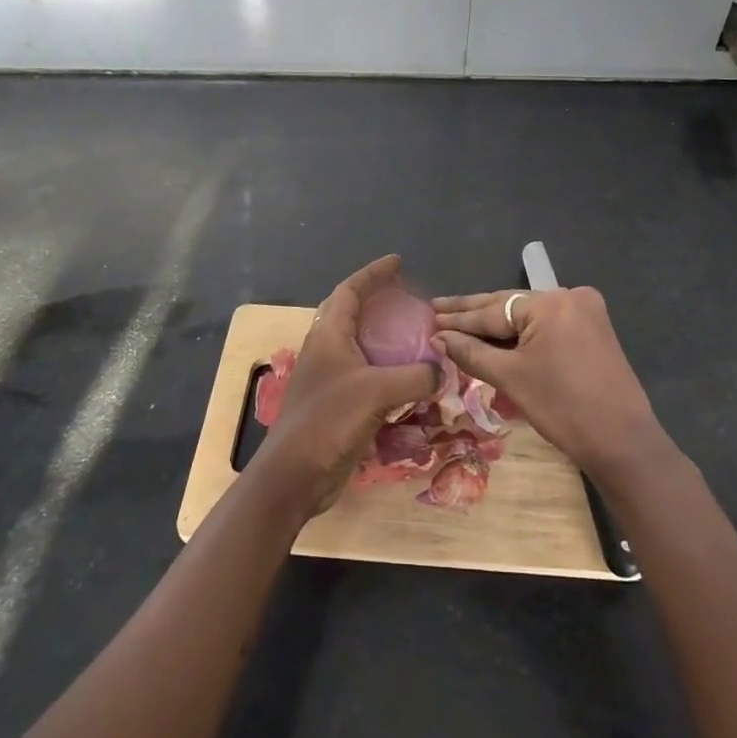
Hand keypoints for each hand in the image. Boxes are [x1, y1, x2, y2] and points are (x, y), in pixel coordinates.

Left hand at [253, 255, 439, 516]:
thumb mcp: (376, 392)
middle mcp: (326, 350)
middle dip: (378, 301)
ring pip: (360, 345)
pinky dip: (388, 370)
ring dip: (384, 336)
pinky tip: (409, 380)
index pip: (350, 291)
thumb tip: (441, 371)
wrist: (295, 475)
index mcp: (328, 335)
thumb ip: (414, 376)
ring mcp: (330, 378)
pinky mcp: (337, 404)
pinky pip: (367, 375)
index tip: (398, 262)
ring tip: (414, 335)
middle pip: (352, 313)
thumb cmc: (328, 422)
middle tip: (408, 298)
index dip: (373, 274)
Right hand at [432, 285, 672, 485]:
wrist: (622, 442)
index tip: (428, 316)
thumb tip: (438, 337)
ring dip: (496, 324)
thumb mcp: (510, 378)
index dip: (458, 318)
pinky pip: (547, 326)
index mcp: (550, 302)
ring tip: (458, 322)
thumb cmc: (562, 408)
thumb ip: (471, 352)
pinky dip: (522, 333)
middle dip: (474, 313)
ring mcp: (586, 311)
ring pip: (528, 316)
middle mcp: (570, 296)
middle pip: (510, 306)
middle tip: (437, 309)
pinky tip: (496, 336)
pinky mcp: (594, 329)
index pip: (492, 310)